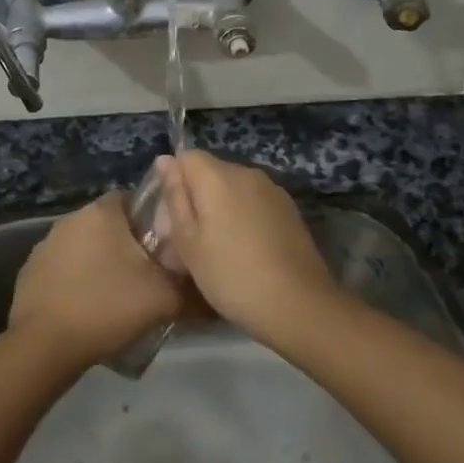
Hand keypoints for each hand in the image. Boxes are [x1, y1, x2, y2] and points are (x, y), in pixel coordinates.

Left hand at [8, 192, 184, 368]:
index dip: (152, 222)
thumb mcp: (164, 298)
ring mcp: (46, 244)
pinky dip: (77, 283)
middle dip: (127, 246)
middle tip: (147, 277)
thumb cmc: (106, 306)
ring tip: (118, 299)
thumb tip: (209, 286)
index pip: (133, 200)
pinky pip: (64, 270)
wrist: (44, 345)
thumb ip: (191, 286)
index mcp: (102, 211)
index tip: (164, 250)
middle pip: (109, 225)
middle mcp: (71, 218)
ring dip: (101, 265)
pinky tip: (88, 311)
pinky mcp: (30, 271)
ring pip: (86, 247)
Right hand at [152, 151, 334, 342]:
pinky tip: (247, 251)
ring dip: (222, 209)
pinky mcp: (290, 209)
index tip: (172, 219)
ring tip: (220, 250)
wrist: (298, 305)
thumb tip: (165, 160)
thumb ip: (175, 197)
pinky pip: (255, 202)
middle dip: (197, 198)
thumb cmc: (231, 275)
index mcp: (217, 176)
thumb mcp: (188, 242)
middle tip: (190, 242)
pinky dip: (245, 218)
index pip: (186, 157)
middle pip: (211, 172)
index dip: (174, 184)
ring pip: (234, 189)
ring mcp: (272, 189)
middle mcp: (246, 172)